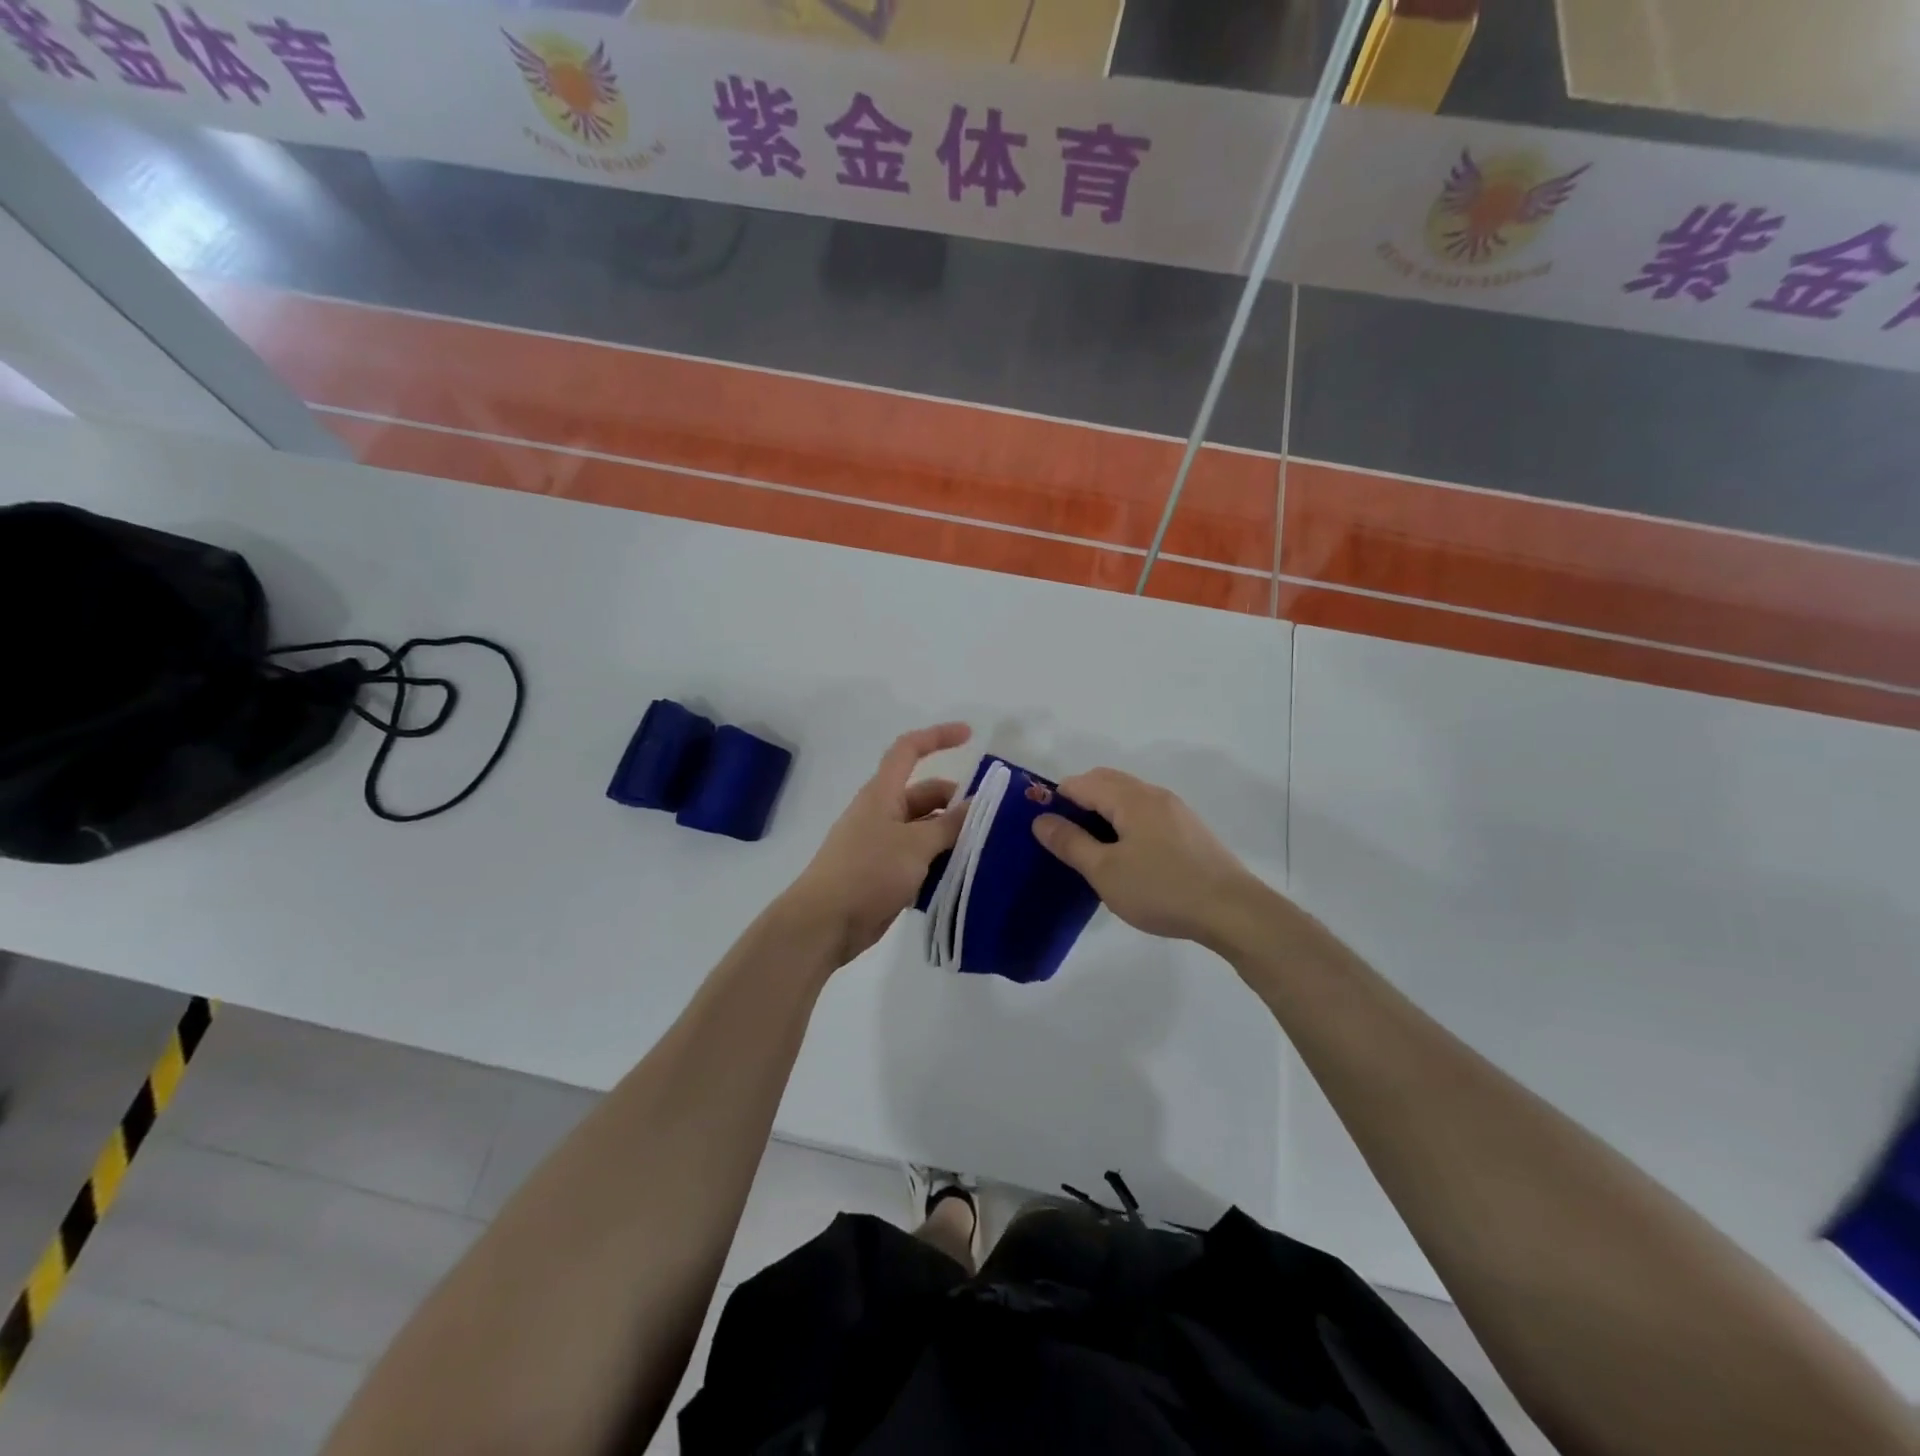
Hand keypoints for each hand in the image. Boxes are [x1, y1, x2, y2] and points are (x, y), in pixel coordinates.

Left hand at [783, 723, 971, 966]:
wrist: (824, 923)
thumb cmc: (868, 872)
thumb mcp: (915, 845)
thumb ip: (950, 825)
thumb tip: (978, 805)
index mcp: (882, 793)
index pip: (909, 750)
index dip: (938, 737)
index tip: (970, 736)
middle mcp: (882, 813)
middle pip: (925, 795)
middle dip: (957, 802)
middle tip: (993, 820)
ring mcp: (882, 845)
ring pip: (926, 830)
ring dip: (952, 837)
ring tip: (988, 849)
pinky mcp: (885, 874)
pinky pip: (920, 859)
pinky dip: (940, 863)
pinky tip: (965, 876)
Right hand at [1032, 767, 1258, 945]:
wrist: (1232, 911)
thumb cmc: (1161, 889)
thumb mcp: (1105, 871)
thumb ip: (1070, 843)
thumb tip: (1041, 820)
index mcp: (1130, 798)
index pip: (1081, 783)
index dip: (1056, 800)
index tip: (1044, 830)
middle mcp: (1153, 794)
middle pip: (1105, 782)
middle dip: (1079, 802)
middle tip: (1065, 840)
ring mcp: (1175, 810)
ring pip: (1127, 797)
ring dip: (1104, 813)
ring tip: (1093, 850)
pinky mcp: (1189, 829)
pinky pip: (1146, 813)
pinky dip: (1126, 823)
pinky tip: (1128, 857)